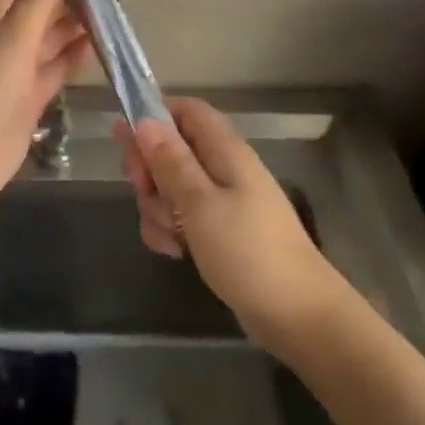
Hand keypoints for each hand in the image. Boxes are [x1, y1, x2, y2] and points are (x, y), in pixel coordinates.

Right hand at [115, 97, 347, 349]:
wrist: (296, 315)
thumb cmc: (248, 251)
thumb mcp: (200, 203)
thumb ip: (170, 161)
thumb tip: (145, 119)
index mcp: (225, 150)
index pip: (186, 110)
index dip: (154, 117)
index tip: (128, 142)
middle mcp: (223, 169)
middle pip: (171, 149)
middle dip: (149, 171)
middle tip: (145, 192)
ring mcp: (221, 202)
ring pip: (170, 188)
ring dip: (157, 208)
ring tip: (172, 236)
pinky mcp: (218, 232)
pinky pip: (181, 219)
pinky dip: (170, 232)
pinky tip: (175, 253)